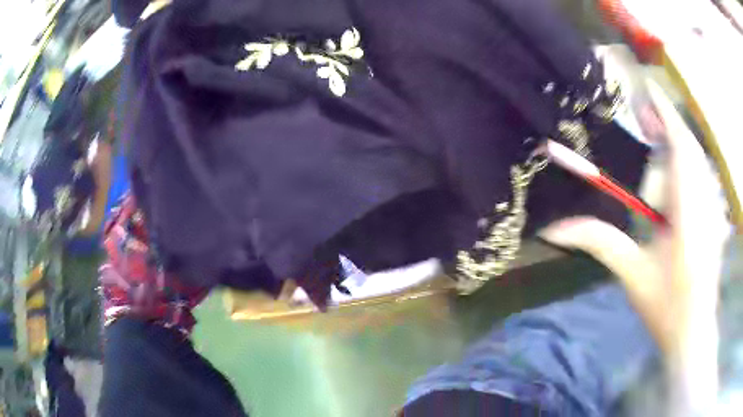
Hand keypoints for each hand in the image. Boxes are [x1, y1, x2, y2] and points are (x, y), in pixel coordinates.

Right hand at [539, 79, 728, 412]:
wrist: (693, 331)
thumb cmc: (666, 308)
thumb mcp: (633, 275)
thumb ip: (600, 243)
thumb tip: (553, 228)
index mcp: (689, 218)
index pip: (681, 150)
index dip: (665, 115)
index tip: (645, 90)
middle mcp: (707, 204)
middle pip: (688, 148)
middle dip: (666, 131)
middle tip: (642, 123)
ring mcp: (715, 207)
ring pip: (697, 159)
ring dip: (676, 148)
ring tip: (656, 146)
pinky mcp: (717, 213)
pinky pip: (703, 174)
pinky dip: (688, 164)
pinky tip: (674, 177)